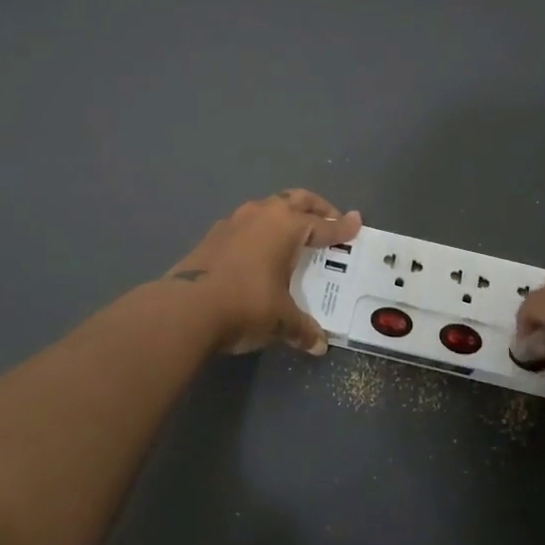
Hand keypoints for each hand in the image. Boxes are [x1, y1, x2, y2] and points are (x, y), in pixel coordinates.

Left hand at [166, 190, 361, 355]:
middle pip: (297, 200)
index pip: (323, 225)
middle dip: (316, 207)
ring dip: (284, 215)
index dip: (342, 227)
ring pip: (268, 207)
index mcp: (287, 226)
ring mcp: (234, 221)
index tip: (357, 223)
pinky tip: (258, 250)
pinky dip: (260, 230)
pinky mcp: (213, 235)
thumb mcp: (281, 320)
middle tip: (329, 219)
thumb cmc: (246, 305)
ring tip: (293, 233)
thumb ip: (302, 328)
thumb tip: (318, 345)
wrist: (186, 308)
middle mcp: (263, 215)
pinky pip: (246, 224)